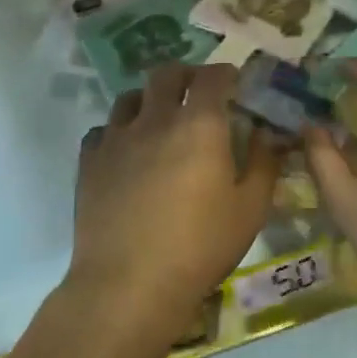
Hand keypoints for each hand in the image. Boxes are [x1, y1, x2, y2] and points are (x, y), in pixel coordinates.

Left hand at [67, 63, 276, 350]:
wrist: (129, 284)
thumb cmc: (200, 247)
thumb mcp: (250, 209)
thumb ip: (263, 164)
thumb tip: (267, 135)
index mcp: (199, 125)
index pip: (212, 77)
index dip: (225, 73)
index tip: (234, 83)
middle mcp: (155, 120)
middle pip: (166, 74)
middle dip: (186, 74)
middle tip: (198, 92)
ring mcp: (116, 139)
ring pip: (130, 97)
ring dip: (150, 99)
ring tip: (160, 119)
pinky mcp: (89, 163)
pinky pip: (103, 130)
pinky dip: (119, 131)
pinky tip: (128, 152)